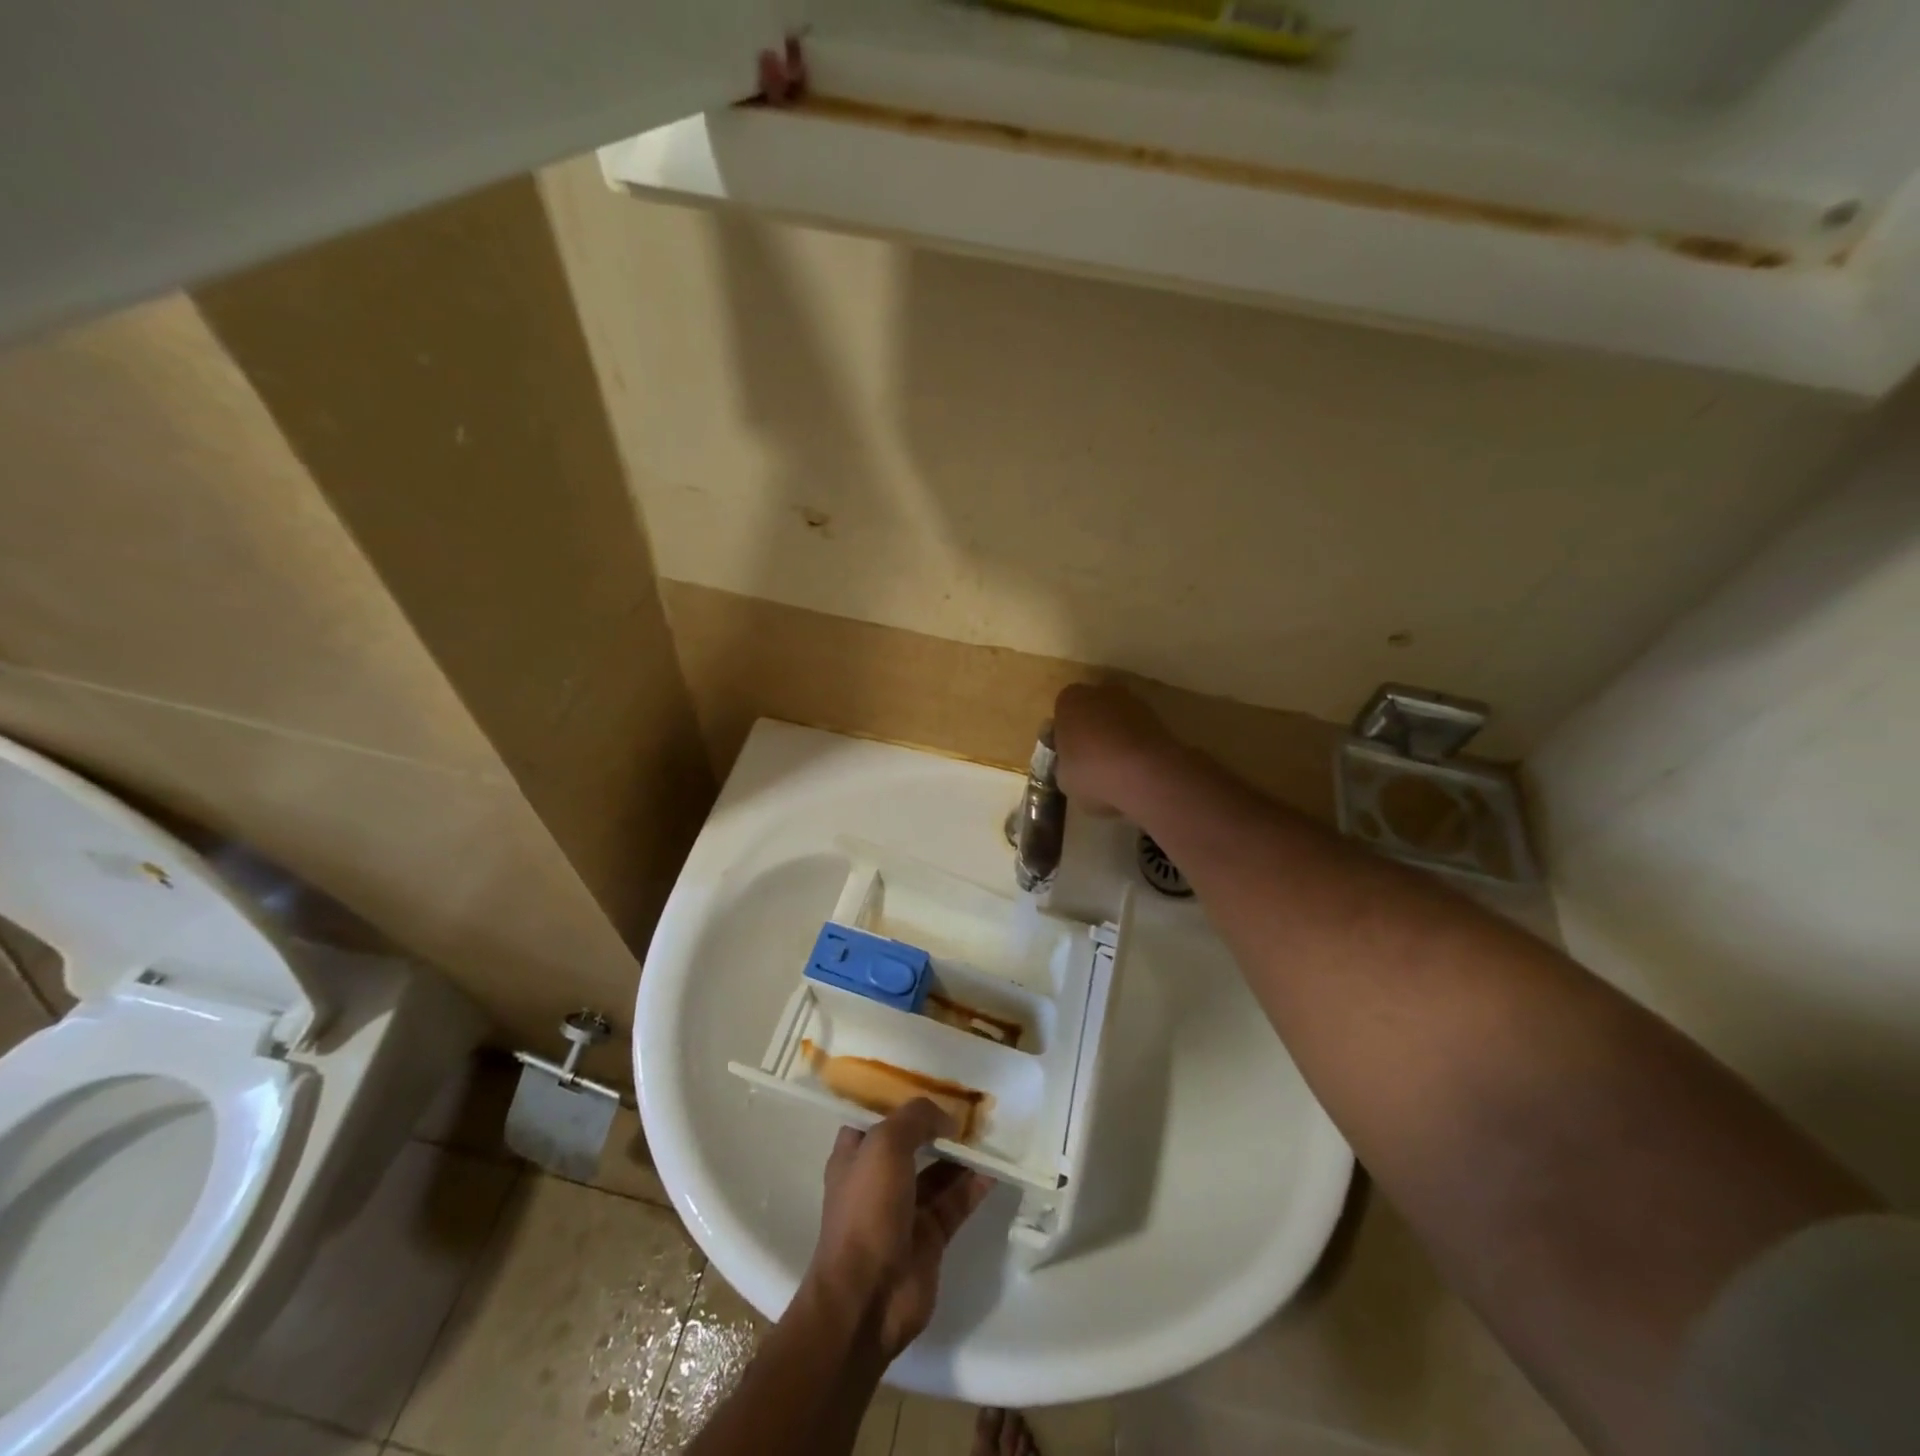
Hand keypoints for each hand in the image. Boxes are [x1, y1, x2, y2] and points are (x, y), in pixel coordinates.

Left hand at [807, 1100, 995, 1359]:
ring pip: (938, 1171)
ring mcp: (905, 1209)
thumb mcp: (884, 1145)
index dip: (900, 1096)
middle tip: (971, 1101)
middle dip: (938, 1122)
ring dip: (961, 1152)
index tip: (931, 1077)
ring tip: (990, 1129)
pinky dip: (975, 1185)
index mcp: (856, 1153)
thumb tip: (947, 1117)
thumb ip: (916, 1119)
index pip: (876, 1114)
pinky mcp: (930, 1236)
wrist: (867, 1298)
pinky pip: (956, 1201)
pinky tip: (997, 1167)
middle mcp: (879, 1177)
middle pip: (912, 1141)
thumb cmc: (866, 1210)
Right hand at [1052, 682, 1178, 815]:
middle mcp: (1099, 692)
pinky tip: (1135, 768)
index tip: (1068, 756)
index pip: (1062, 712)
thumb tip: (1069, 764)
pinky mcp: (1157, 715)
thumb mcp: (1063, 777)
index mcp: (1069, 700)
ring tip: (1116, 768)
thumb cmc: (1092, 772)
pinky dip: (1135, 744)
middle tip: (1091, 761)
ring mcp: (1131, 701)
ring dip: (1115, 736)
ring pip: (1116, 718)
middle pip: (1091, 710)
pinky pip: (1137, 730)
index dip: (1065, 735)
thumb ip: (1063, 764)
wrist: (1145, 773)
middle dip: (1090, 730)